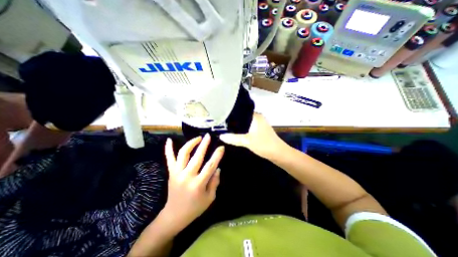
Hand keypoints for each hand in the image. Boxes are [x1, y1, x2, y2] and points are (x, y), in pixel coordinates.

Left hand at [163, 134, 223, 230]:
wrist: (174, 215)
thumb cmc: (195, 208)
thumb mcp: (210, 198)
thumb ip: (215, 182)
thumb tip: (217, 168)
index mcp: (198, 184)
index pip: (210, 166)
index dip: (217, 155)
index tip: (221, 147)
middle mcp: (187, 176)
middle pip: (197, 157)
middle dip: (204, 144)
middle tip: (208, 136)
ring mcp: (177, 173)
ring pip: (183, 154)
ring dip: (191, 144)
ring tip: (198, 138)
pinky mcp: (171, 173)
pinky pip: (169, 159)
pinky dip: (168, 149)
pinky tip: (169, 140)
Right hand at [219, 114, 284, 159]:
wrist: (278, 154)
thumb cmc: (264, 144)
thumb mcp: (247, 141)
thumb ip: (234, 138)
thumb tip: (221, 136)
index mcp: (256, 116)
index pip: (241, 111)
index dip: (232, 113)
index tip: (223, 116)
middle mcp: (258, 118)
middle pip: (243, 117)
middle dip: (234, 120)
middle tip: (223, 123)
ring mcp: (260, 124)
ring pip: (246, 123)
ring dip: (239, 125)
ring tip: (227, 127)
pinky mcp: (260, 130)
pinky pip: (249, 127)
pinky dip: (243, 129)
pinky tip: (237, 133)